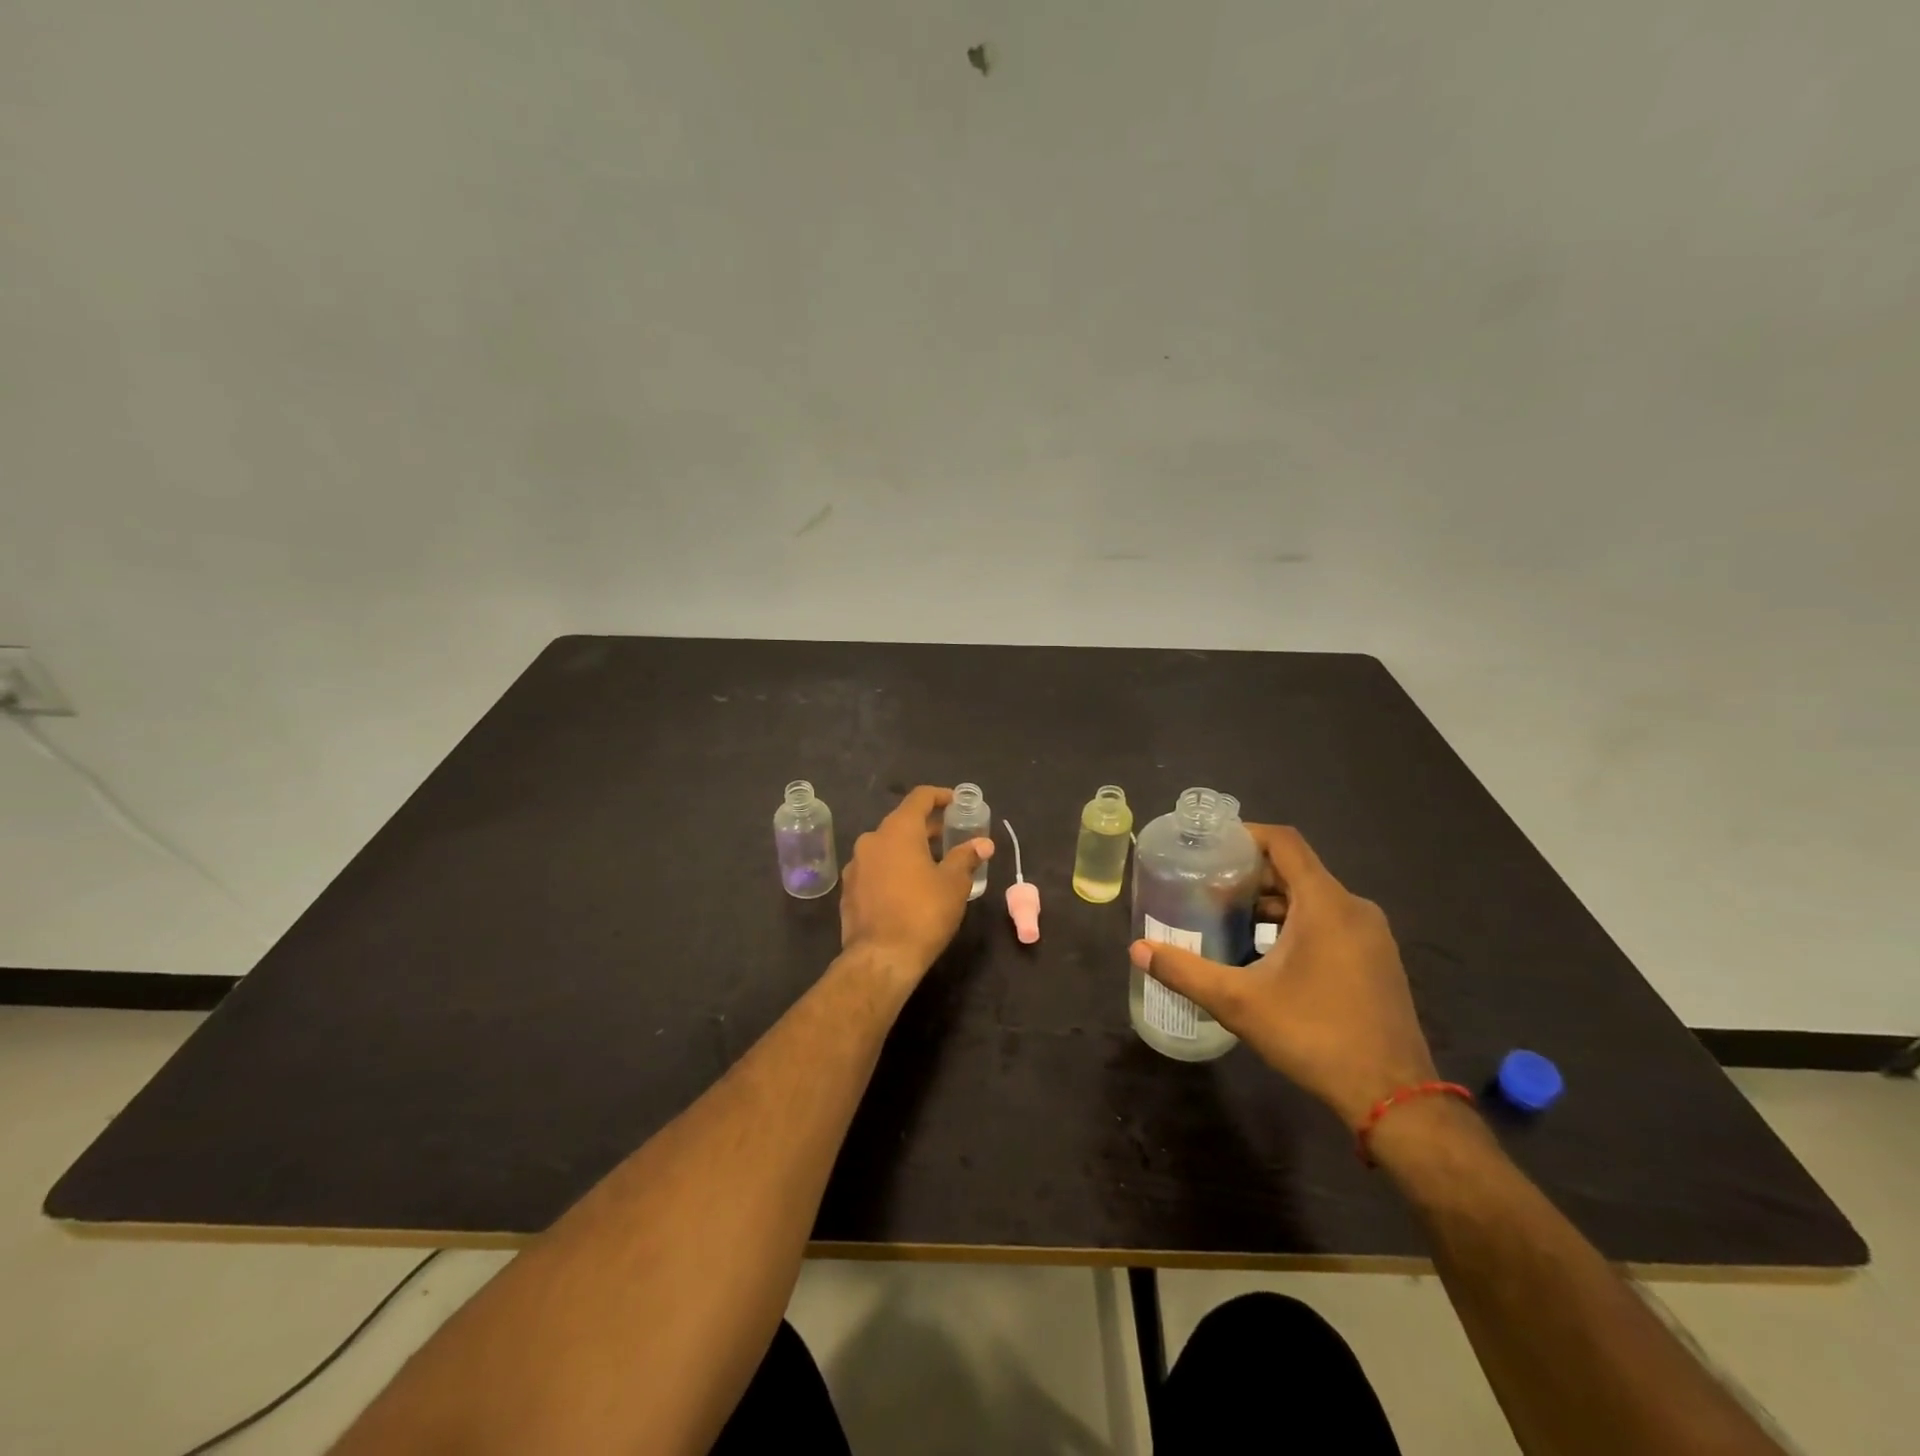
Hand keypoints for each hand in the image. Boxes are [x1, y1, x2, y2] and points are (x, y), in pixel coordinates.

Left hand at [839, 786, 992, 978]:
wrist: (880, 958)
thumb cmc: (923, 913)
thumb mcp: (954, 884)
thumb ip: (966, 857)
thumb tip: (983, 843)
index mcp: (897, 830)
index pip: (920, 797)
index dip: (940, 796)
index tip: (957, 803)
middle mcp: (872, 840)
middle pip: (902, 822)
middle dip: (928, 828)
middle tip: (952, 838)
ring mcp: (856, 865)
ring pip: (887, 846)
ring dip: (910, 849)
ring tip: (934, 865)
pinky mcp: (849, 889)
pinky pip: (875, 867)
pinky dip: (894, 868)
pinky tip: (909, 887)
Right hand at [1129, 824, 1435, 1129]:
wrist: (1394, 1098)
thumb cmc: (1314, 1036)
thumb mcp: (1238, 1002)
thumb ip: (1184, 971)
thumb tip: (1137, 949)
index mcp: (1326, 904)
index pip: (1284, 842)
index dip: (1245, 834)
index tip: (1210, 845)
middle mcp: (1354, 908)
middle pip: (1296, 869)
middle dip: (1250, 874)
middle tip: (1207, 886)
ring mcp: (1372, 936)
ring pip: (1314, 898)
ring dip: (1272, 902)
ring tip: (1229, 918)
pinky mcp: (1377, 960)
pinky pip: (1331, 922)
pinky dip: (1296, 923)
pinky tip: (1266, 954)